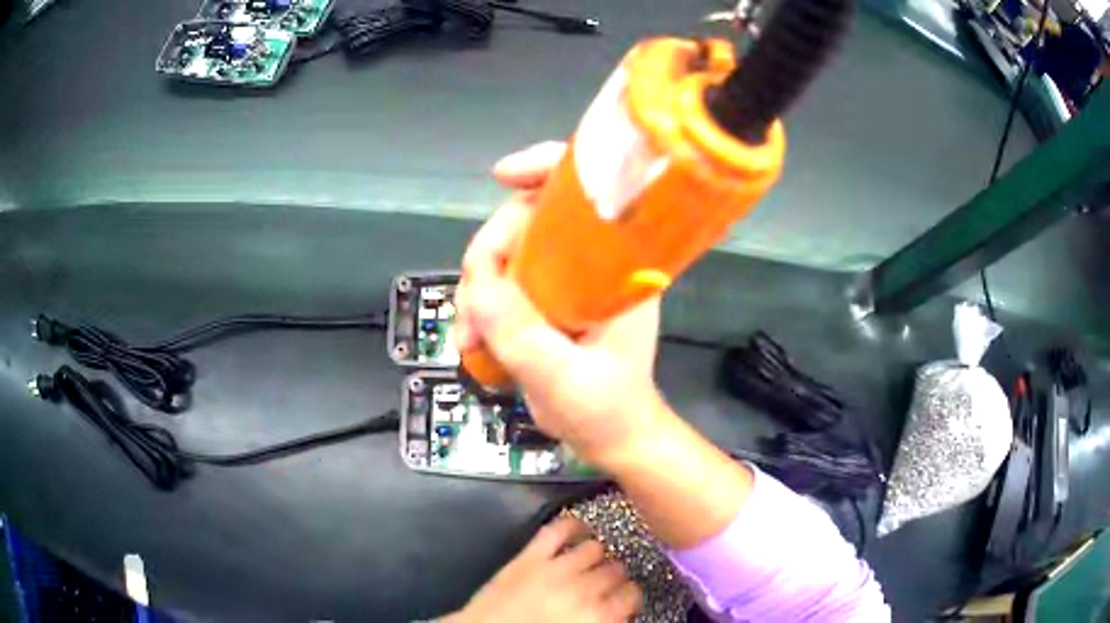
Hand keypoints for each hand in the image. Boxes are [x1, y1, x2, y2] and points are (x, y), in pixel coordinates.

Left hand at [444, 516, 641, 622]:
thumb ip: (603, 620)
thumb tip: (617, 609)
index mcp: (598, 616)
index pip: (632, 594)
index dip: (629, 594)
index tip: (623, 596)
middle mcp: (583, 589)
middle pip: (616, 569)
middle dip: (614, 575)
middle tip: (605, 581)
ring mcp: (556, 569)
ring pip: (595, 548)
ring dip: (597, 554)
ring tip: (591, 559)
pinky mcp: (530, 556)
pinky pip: (558, 529)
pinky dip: (571, 524)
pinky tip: (577, 528)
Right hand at [454, 142, 670, 463]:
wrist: (612, 438)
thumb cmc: (606, 410)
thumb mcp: (564, 376)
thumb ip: (521, 332)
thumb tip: (476, 282)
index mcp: (617, 265)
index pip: (588, 188)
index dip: (546, 166)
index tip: (502, 178)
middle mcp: (591, 261)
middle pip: (527, 220)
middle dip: (487, 256)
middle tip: (471, 311)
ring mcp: (564, 279)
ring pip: (505, 253)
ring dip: (475, 290)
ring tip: (467, 339)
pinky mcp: (544, 300)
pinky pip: (500, 283)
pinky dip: (478, 306)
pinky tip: (470, 340)